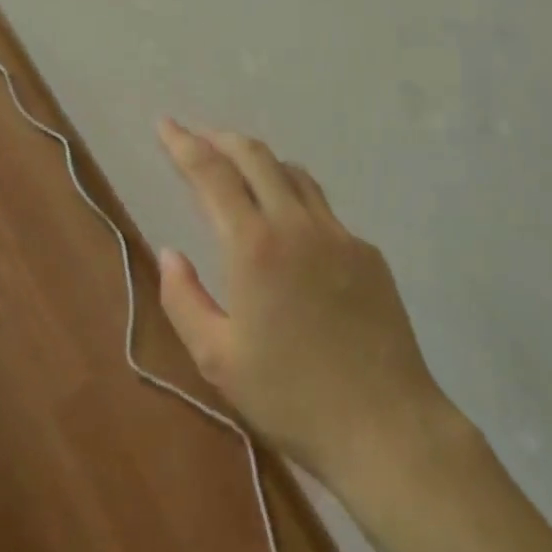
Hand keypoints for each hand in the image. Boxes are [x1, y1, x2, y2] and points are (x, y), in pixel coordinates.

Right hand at [154, 119, 447, 484]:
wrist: (386, 427)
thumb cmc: (291, 398)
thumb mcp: (218, 360)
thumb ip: (184, 299)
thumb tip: (169, 253)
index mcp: (253, 245)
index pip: (211, 173)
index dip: (183, 143)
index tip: (165, 124)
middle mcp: (295, 224)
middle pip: (254, 156)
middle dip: (221, 139)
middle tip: (198, 139)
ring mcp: (337, 233)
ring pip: (293, 173)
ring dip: (260, 162)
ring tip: (239, 172)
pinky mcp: (366, 251)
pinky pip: (322, 208)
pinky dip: (294, 198)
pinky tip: (289, 229)